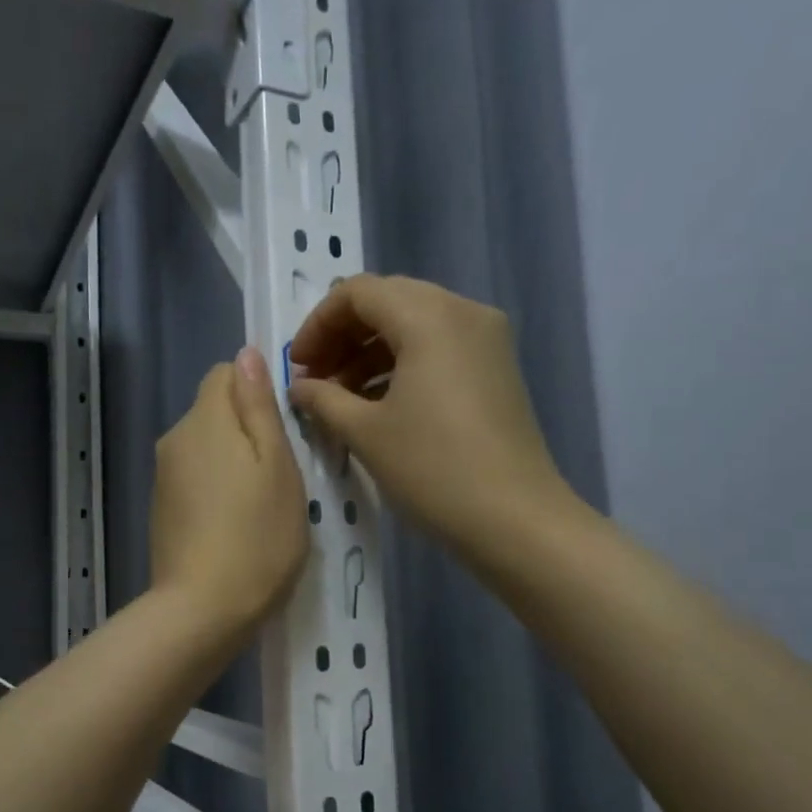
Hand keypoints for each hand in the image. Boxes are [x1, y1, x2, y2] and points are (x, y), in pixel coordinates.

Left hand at [150, 346, 308, 638]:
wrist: (202, 609)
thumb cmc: (257, 537)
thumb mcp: (278, 466)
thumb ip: (260, 406)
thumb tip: (247, 353)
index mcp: (205, 420)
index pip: (225, 373)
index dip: (258, 390)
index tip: (284, 428)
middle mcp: (174, 439)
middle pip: (214, 410)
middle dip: (247, 428)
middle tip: (282, 472)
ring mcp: (163, 476)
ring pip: (205, 446)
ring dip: (233, 460)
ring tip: (261, 503)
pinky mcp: (161, 508)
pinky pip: (194, 477)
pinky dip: (215, 487)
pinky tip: (234, 524)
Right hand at [287, 277, 576, 553]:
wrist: (514, 518)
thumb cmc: (432, 469)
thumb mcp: (365, 432)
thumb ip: (323, 398)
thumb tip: (300, 387)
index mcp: (429, 316)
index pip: (358, 292)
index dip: (317, 324)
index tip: (297, 367)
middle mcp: (463, 311)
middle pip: (388, 301)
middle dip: (343, 336)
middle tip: (315, 379)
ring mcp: (486, 338)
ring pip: (414, 323)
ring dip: (369, 351)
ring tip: (341, 397)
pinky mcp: (496, 366)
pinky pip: (438, 345)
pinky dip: (401, 363)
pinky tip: (378, 402)